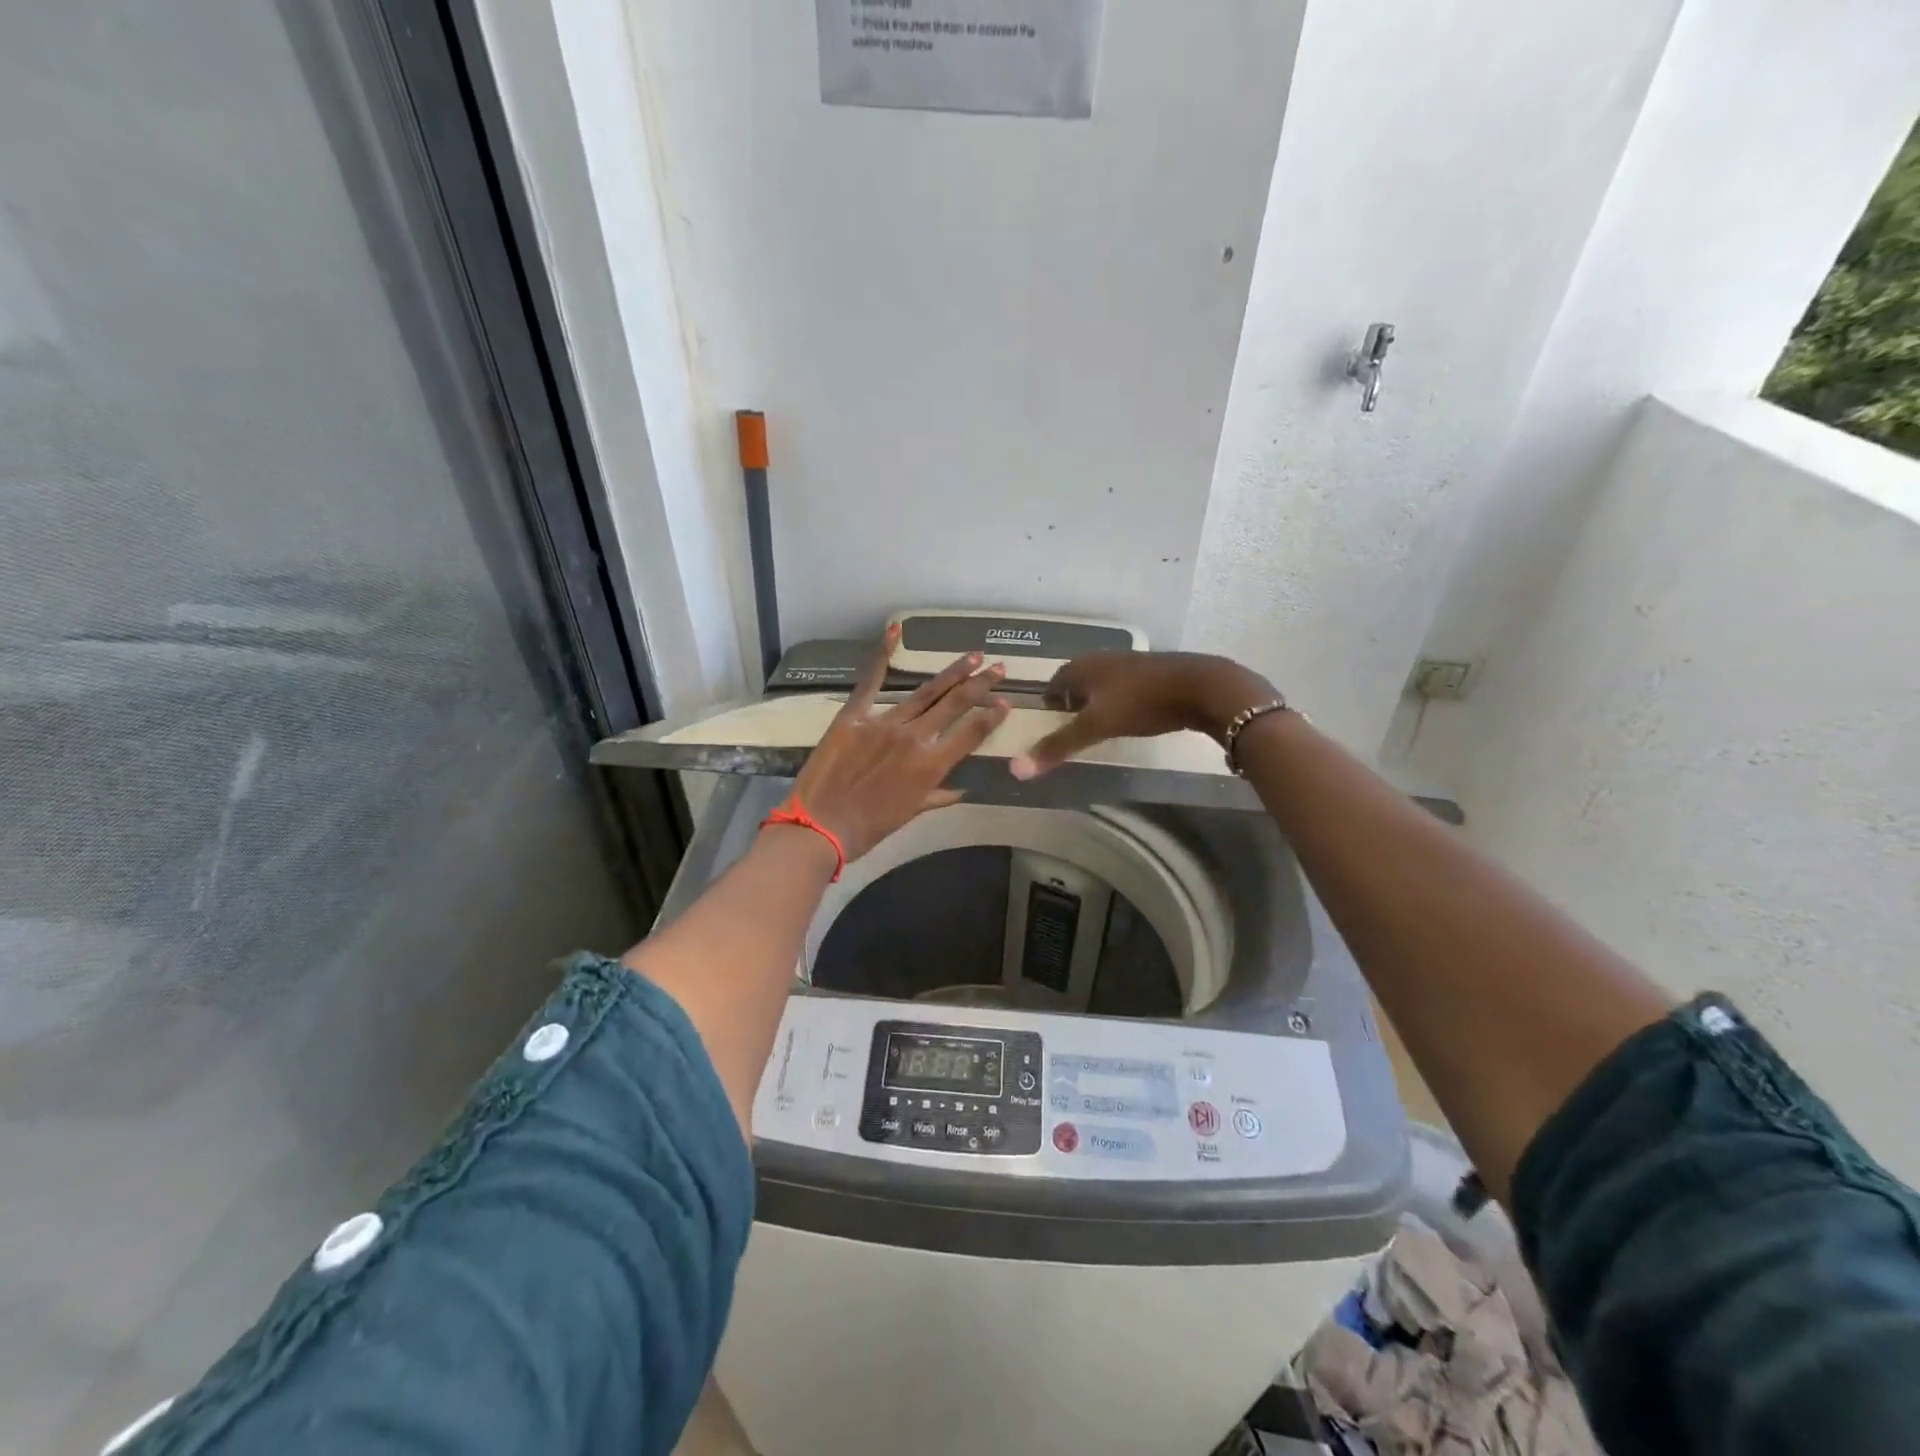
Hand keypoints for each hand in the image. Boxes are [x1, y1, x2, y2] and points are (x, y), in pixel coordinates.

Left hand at [790, 628, 1010, 860]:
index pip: (971, 733)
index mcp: (931, 765)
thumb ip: (938, 797)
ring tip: (972, 656)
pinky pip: (871, 681)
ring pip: (925, 692)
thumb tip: (962, 790)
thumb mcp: (910, 813)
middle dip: (980, 684)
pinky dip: (882, 655)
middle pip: (955, 704)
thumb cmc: (869, 827)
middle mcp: (915, 737)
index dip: (991, 716)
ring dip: (952, 672)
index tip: (1005, 702)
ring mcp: (884, 722)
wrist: (820, 827)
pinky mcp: (854, 715)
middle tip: (998, 667)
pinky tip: (895, 631)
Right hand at [1009, 650, 1274, 778]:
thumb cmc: (1141, 703)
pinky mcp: (1154, 672)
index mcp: (1083, 667)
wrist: (1201, 686)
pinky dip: (1119, 700)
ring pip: (1103, 682)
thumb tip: (1014, 769)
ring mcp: (1130, 663)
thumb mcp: (1095, 726)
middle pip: (1077, 680)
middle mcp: (1103, 659)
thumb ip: (1058, 747)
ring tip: (1098, 724)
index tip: (1050, 722)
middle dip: (1071, 700)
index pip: (1054, 682)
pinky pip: (1125, 686)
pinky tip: (1130, 716)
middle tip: (1070, 725)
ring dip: (1096, 700)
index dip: (1049, 702)